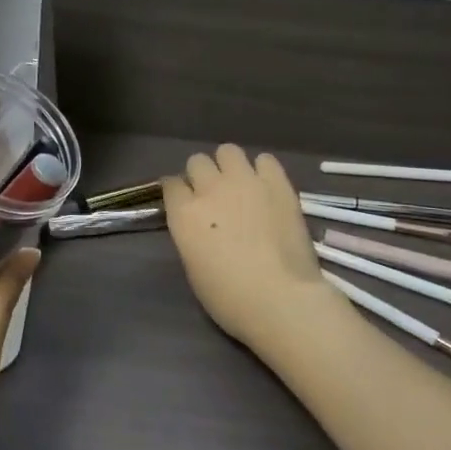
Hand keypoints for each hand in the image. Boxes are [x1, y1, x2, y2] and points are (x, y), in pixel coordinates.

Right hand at [162, 144, 333, 355]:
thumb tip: (199, 224)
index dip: (177, 192)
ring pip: (228, 151)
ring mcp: (245, 181)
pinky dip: (262, 170)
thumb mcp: (193, 267)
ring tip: (240, 185)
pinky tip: (266, 187)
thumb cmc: (229, 297)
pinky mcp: (278, 183)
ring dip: (229, 166)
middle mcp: (210, 188)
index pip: (170, 184)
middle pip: (197, 162)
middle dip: (201, 175)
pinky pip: (265, 159)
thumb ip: (191, 235)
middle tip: (213, 195)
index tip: (184, 202)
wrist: (280, 298)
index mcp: (184, 213)